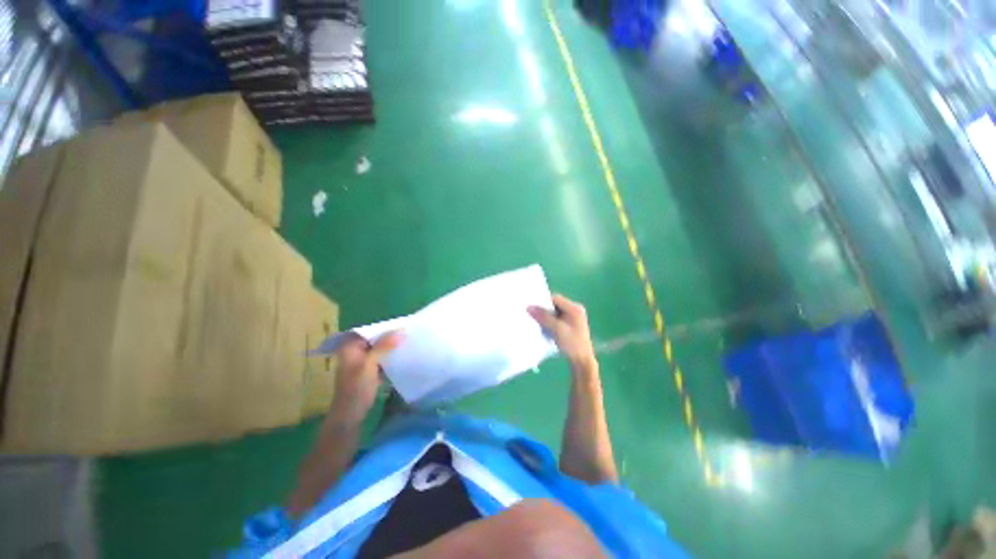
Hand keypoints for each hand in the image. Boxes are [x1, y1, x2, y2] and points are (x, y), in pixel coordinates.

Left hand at [330, 331, 403, 423]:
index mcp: (350, 347)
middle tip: (408, 332)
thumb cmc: (356, 389)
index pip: (370, 330)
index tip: (403, 324)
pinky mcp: (369, 371)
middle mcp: (355, 351)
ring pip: (379, 348)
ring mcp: (362, 361)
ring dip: (391, 346)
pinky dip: (390, 356)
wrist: (350, 416)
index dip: (385, 327)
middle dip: (390, 336)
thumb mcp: (370, 364)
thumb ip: (384, 346)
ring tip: (408, 341)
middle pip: (375, 339)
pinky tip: (403, 355)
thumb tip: (401, 330)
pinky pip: (381, 358)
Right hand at [528, 294, 596, 373]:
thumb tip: (529, 307)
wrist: (582, 361)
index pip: (556, 299)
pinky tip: (543, 326)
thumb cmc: (572, 344)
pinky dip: (549, 321)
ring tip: (536, 320)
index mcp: (575, 308)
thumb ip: (543, 317)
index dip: (543, 302)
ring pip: (554, 312)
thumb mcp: (557, 329)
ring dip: (546, 316)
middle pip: (555, 305)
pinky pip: (556, 318)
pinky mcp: (569, 325)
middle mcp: (575, 310)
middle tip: (532, 314)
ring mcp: (572, 318)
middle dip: (544, 309)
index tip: (532, 307)